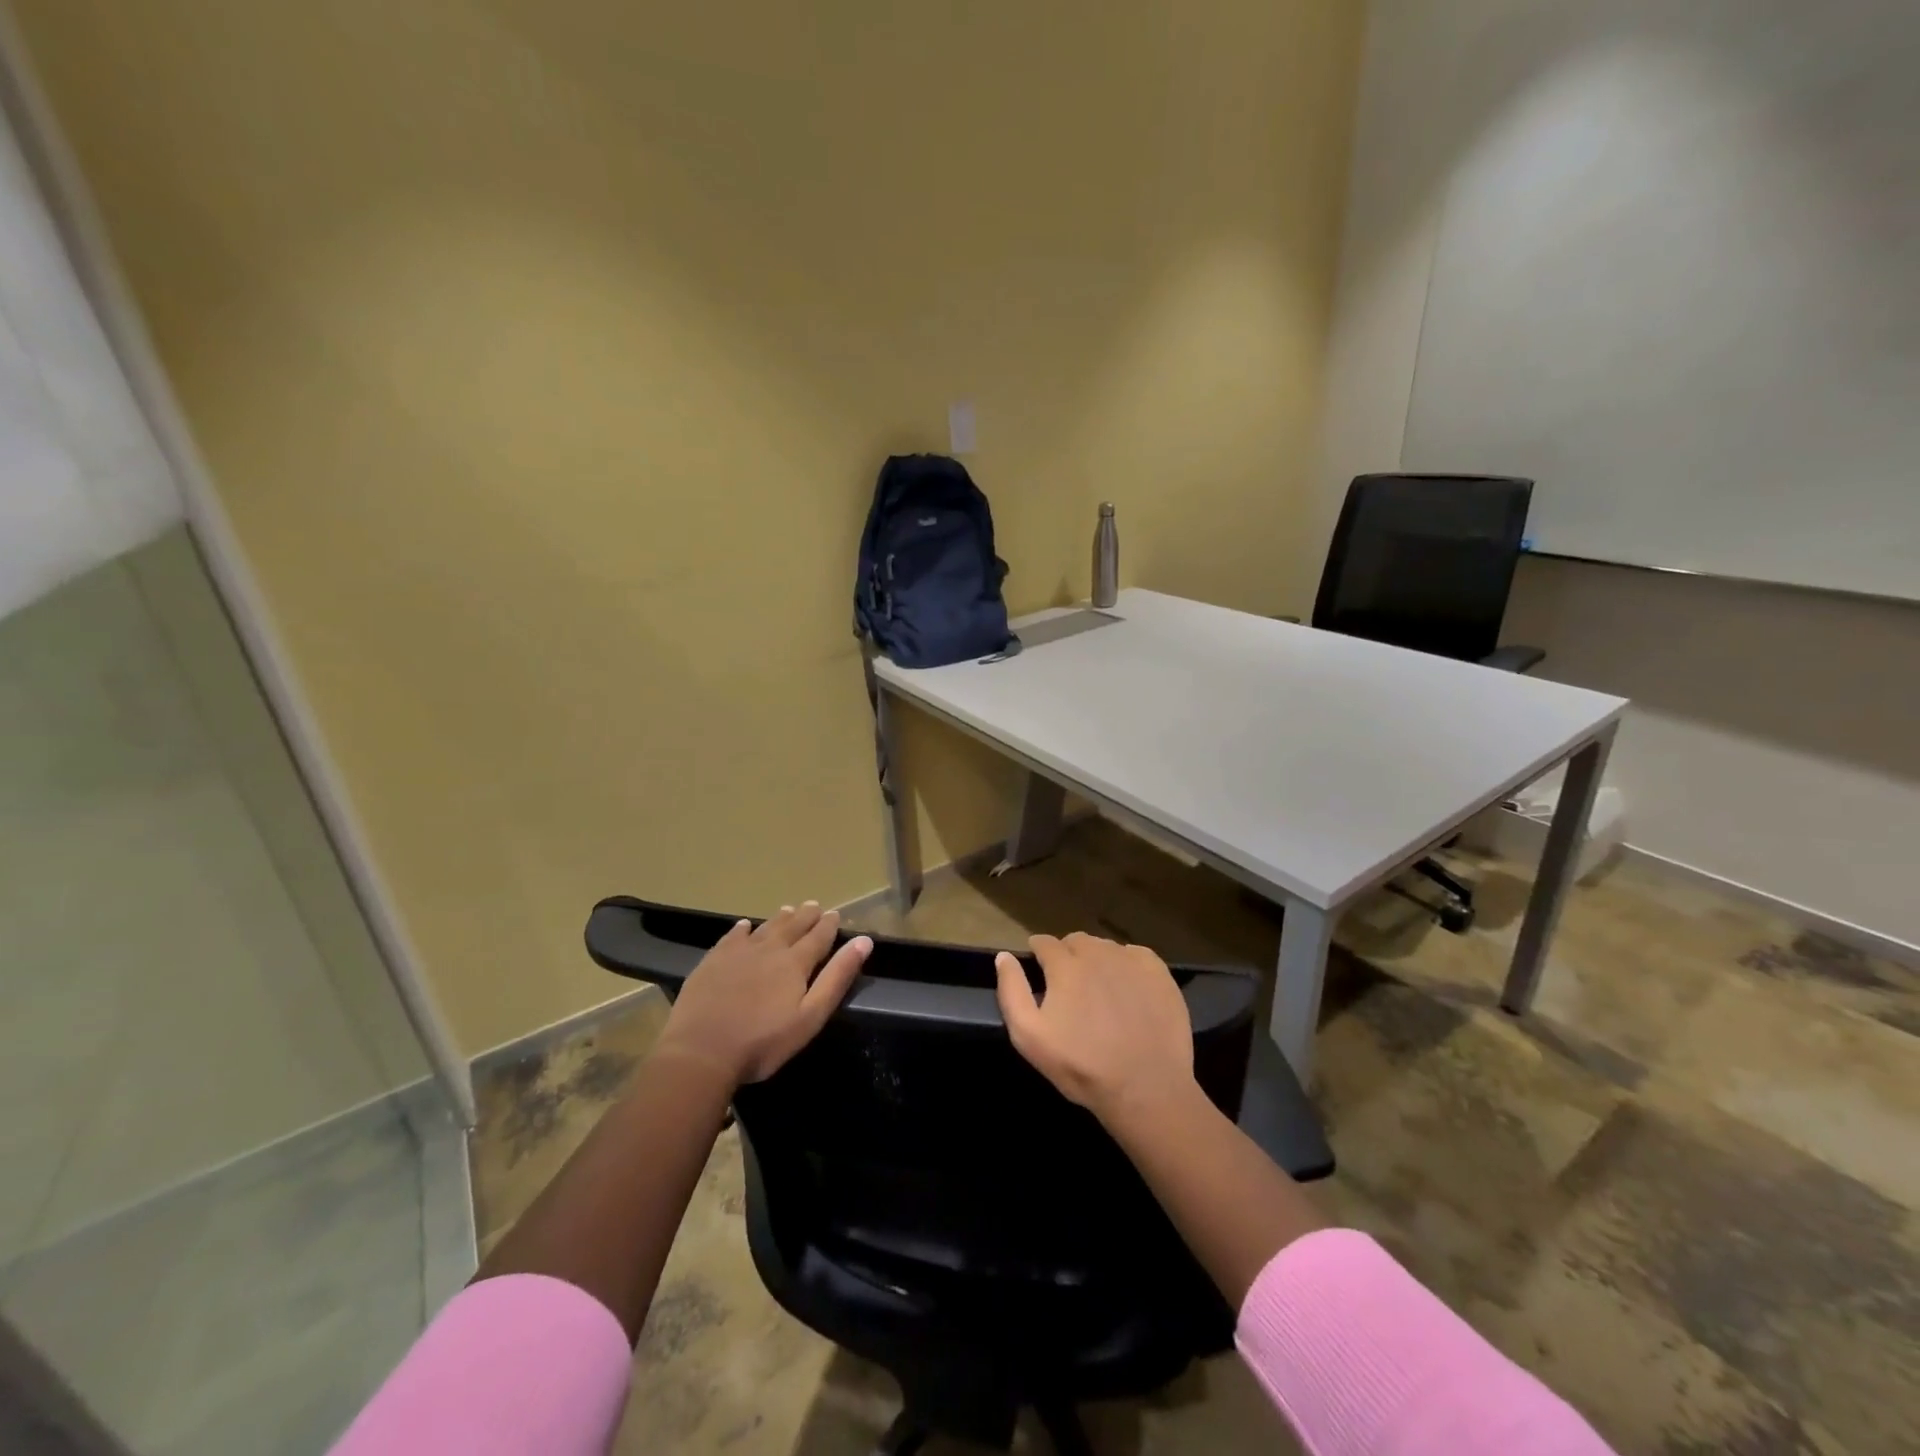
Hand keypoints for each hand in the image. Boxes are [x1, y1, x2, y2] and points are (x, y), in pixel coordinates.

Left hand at [658, 902, 871, 1084]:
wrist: (701, 1051)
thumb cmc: (763, 1041)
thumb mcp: (810, 1016)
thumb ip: (837, 977)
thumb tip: (863, 941)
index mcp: (795, 963)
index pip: (818, 937)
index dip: (829, 925)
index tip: (835, 914)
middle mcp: (769, 949)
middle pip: (792, 926)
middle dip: (806, 916)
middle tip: (814, 905)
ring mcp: (738, 953)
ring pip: (765, 927)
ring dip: (779, 918)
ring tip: (788, 909)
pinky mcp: (713, 961)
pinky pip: (732, 936)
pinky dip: (743, 929)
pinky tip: (745, 926)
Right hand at [994, 932, 1194, 1124]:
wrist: (1145, 1088)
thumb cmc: (1082, 1066)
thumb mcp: (1029, 1037)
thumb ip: (1012, 991)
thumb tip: (1003, 956)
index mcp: (1065, 965)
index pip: (1044, 942)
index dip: (1038, 954)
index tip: (1040, 970)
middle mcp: (1098, 953)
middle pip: (1076, 941)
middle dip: (1068, 956)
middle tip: (1070, 987)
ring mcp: (1131, 960)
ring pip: (1106, 947)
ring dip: (1097, 960)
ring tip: (1100, 991)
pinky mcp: (1159, 973)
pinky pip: (1136, 955)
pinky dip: (1127, 965)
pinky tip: (1128, 991)